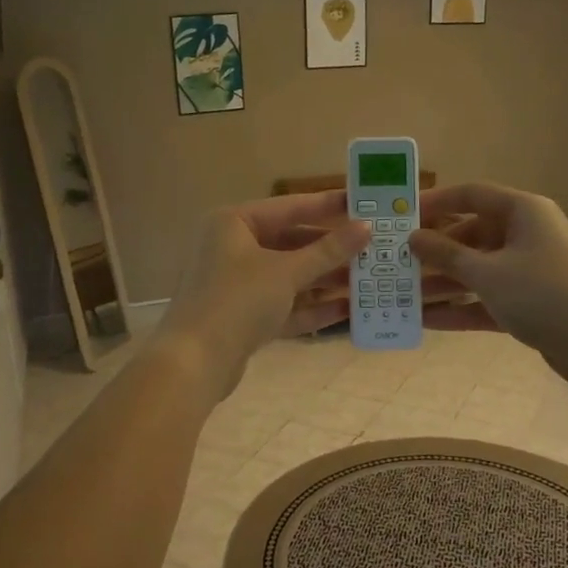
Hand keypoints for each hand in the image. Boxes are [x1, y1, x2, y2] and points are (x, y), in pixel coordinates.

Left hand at [156, 190, 370, 399]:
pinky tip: (348, 310)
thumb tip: (366, 227)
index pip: (289, 207)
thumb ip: (328, 250)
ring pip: (290, 277)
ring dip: (326, 280)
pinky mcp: (244, 318)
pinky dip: (312, 306)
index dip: (328, 206)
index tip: (364, 204)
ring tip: (369, 280)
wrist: (194, 363)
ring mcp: (237, 285)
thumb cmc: (237, 300)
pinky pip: (284, 305)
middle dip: (331, 250)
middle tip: (373, 248)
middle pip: (291, 243)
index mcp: (234, 224)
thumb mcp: (286, 271)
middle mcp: (233, 248)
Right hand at [408, 183, 567, 376]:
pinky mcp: (531, 304)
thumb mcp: (488, 273)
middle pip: (471, 234)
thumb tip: (413, 236)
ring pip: (478, 270)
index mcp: (523, 211)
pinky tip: (426, 320)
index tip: (401, 216)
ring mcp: (529, 271)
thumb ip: (446, 254)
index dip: (435, 202)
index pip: (471, 195)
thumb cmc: (546, 295)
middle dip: (434, 251)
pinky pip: (488, 298)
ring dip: (443, 283)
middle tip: (396, 263)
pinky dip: (461, 307)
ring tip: (402, 295)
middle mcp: (527, 234)